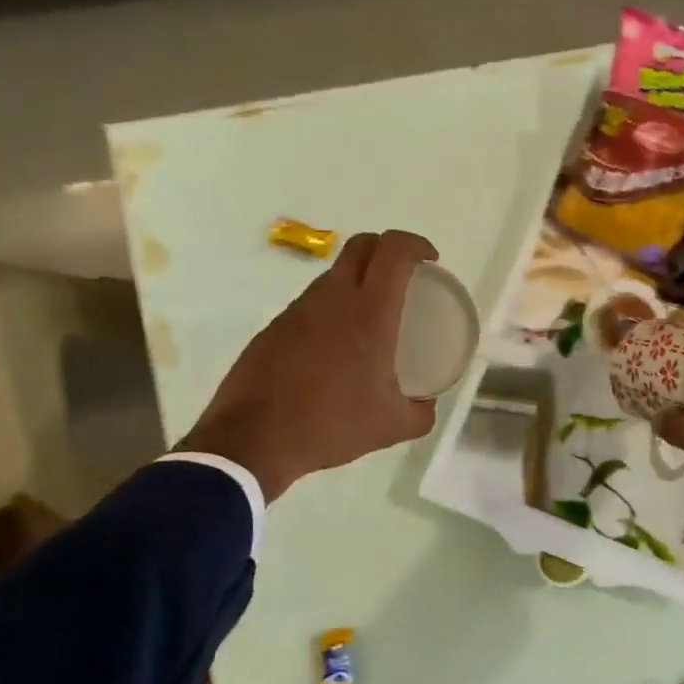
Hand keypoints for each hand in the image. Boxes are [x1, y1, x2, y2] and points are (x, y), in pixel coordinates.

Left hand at [175, 231, 439, 501]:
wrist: (253, 439)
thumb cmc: (331, 425)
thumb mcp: (390, 426)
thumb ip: (420, 413)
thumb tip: (427, 404)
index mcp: (369, 313)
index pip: (394, 250)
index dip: (416, 244)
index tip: (430, 261)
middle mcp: (332, 298)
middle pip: (362, 246)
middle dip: (387, 249)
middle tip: (404, 278)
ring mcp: (298, 309)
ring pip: (333, 275)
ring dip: (357, 281)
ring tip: (371, 318)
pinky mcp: (275, 326)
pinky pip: (311, 304)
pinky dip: (331, 310)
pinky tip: (335, 349)